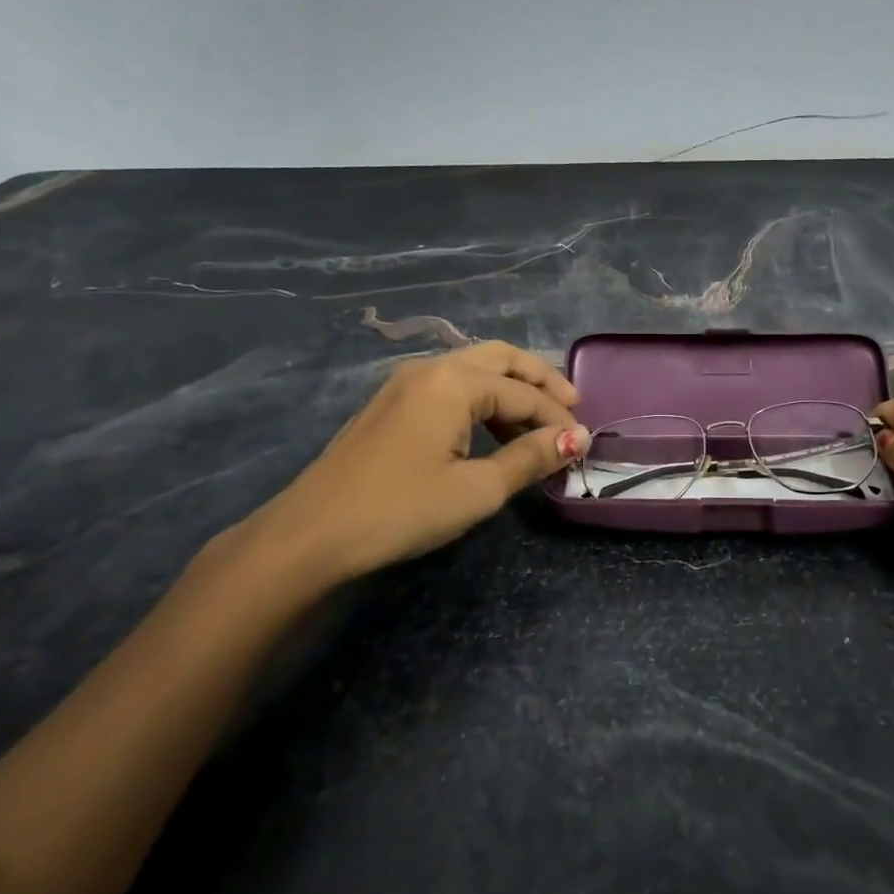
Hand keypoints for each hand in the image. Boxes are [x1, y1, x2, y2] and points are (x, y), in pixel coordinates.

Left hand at [215, 342, 587, 603]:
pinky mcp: (390, 404)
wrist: (310, 535)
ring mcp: (404, 383)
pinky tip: (490, 430)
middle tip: (570, 406)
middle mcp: (430, 369)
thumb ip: (530, 458)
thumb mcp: (477, 490)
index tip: (583, 444)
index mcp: (453, 382)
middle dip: (539, 380)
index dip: (558, 418)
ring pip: (473, 368)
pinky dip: (481, 399)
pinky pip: (449, 385)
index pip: (523, 393)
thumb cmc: (401, 510)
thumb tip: (575, 438)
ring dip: (510, 389)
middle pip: (500, 358)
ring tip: (535, 426)